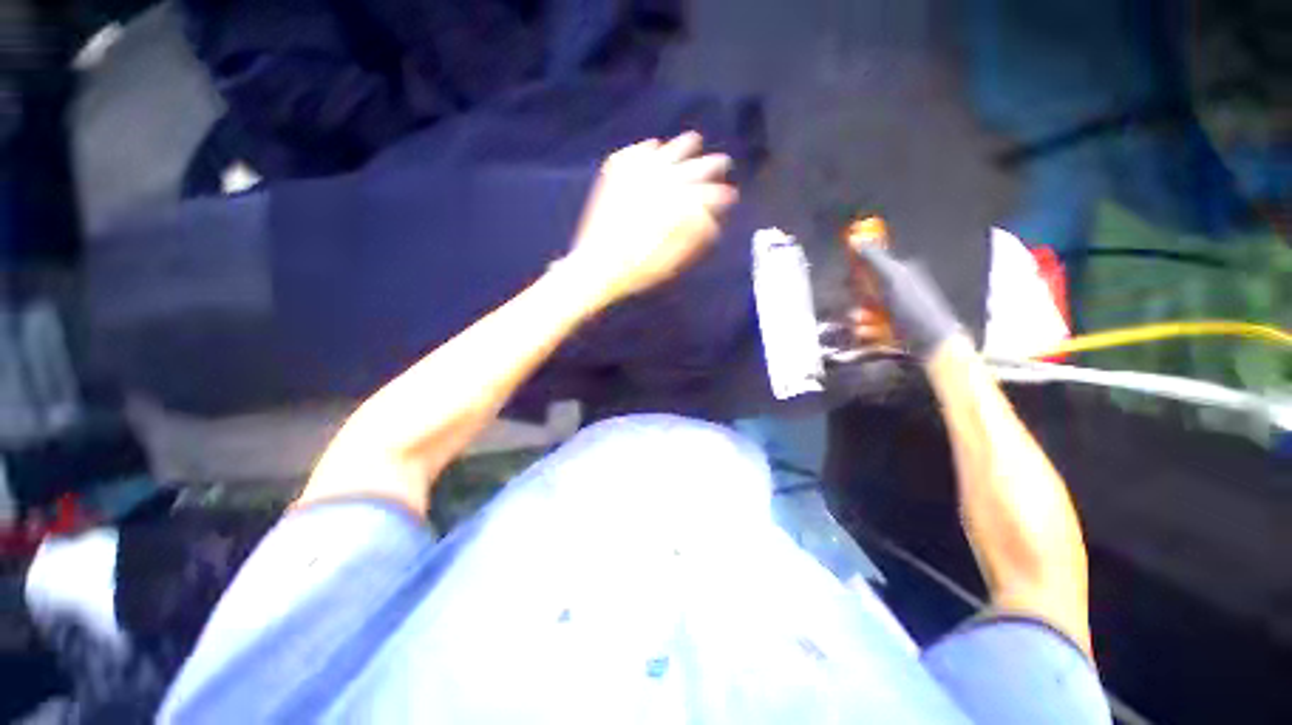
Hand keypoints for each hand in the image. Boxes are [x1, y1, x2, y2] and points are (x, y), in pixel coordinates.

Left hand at [564, 132, 737, 305]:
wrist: (596, 267)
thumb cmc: (637, 270)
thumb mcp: (671, 262)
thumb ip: (694, 236)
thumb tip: (713, 221)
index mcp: (675, 206)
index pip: (707, 193)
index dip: (722, 194)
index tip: (732, 196)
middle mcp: (659, 184)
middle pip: (692, 166)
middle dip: (712, 165)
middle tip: (724, 163)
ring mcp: (634, 176)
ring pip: (665, 151)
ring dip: (683, 147)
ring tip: (694, 141)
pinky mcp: (614, 177)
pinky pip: (634, 153)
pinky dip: (647, 149)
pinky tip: (653, 147)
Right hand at [852, 245, 962, 360]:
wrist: (930, 342)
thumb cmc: (912, 308)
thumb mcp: (891, 279)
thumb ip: (873, 259)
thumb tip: (854, 238)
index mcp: (901, 271)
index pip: (871, 265)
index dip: (857, 273)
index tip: (849, 282)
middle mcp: (899, 287)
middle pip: (865, 289)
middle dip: (857, 300)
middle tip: (857, 307)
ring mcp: (895, 308)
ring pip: (865, 309)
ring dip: (859, 317)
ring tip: (861, 325)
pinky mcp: (892, 326)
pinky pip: (870, 325)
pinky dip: (866, 329)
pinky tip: (868, 334)